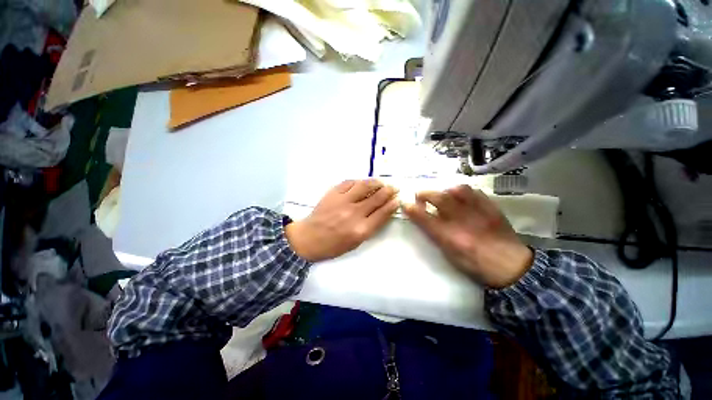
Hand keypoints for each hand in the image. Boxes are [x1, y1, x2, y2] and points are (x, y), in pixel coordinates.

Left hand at [285, 179, 398, 261]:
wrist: (308, 238)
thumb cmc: (333, 245)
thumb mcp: (356, 242)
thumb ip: (371, 227)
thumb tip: (383, 211)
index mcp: (361, 229)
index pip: (382, 213)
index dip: (392, 204)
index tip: (398, 199)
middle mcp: (354, 213)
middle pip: (376, 198)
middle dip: (389, 191)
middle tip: (394, 187)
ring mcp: (343, 201)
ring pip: (364, 186)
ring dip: (376, 183)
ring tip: (381, 182)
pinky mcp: (333, 193)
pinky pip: (349, 183)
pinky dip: (359, 181)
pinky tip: (363, 183)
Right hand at [402, 185, 532, 288]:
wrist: (512, 266)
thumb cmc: (475, 265)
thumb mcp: (450, 255)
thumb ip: (435, 235)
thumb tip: (423, 220)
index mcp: (451, 237)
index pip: (424, 218)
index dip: (411, 209)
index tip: (404, 203)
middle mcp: (463, 221)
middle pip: (439, 198)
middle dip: (424, 193)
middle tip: (419, 195)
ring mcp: (479, 212)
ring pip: (457, 190)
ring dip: (444, 190)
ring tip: (442, 195)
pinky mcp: (491, 207)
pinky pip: (474, 191)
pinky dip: (463, 191)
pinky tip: (460, 197)